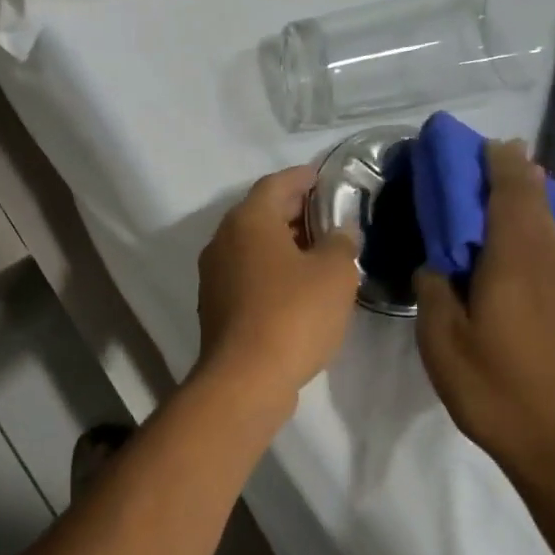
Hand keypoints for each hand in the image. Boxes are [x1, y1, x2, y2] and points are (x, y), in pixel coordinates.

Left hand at [195, 167, 359, 406]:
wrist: (245, 377)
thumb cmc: (293, 314)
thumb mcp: (335, 273)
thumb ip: (341, 242)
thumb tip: (338, 231)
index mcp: (248, 220)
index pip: (276, 184)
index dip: (302, 178)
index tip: (324, 177)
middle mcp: (223, 240)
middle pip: (260, 213)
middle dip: (294, 210)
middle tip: (329, 214)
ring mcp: (214, 274)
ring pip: (252, 245)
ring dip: (283, 242)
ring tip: (319, 249)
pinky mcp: (215, 304)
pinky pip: (247, 273)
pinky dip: (271, 269)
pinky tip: (297, 285)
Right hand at [415, 140, 554, 495]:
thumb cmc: (495, 389)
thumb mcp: (442, 341)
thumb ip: (435, 291)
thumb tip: (436, 264)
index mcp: (516, 263)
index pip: (511, 196)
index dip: (499, 165)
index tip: (483, 143)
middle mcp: (550, 265)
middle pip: (536, 205)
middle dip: (515, 177)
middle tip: (488, 161)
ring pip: (549, 229)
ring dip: (527, 204)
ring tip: (501, 193)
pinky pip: (553, 254)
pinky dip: (533, 234)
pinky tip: (516, 249)